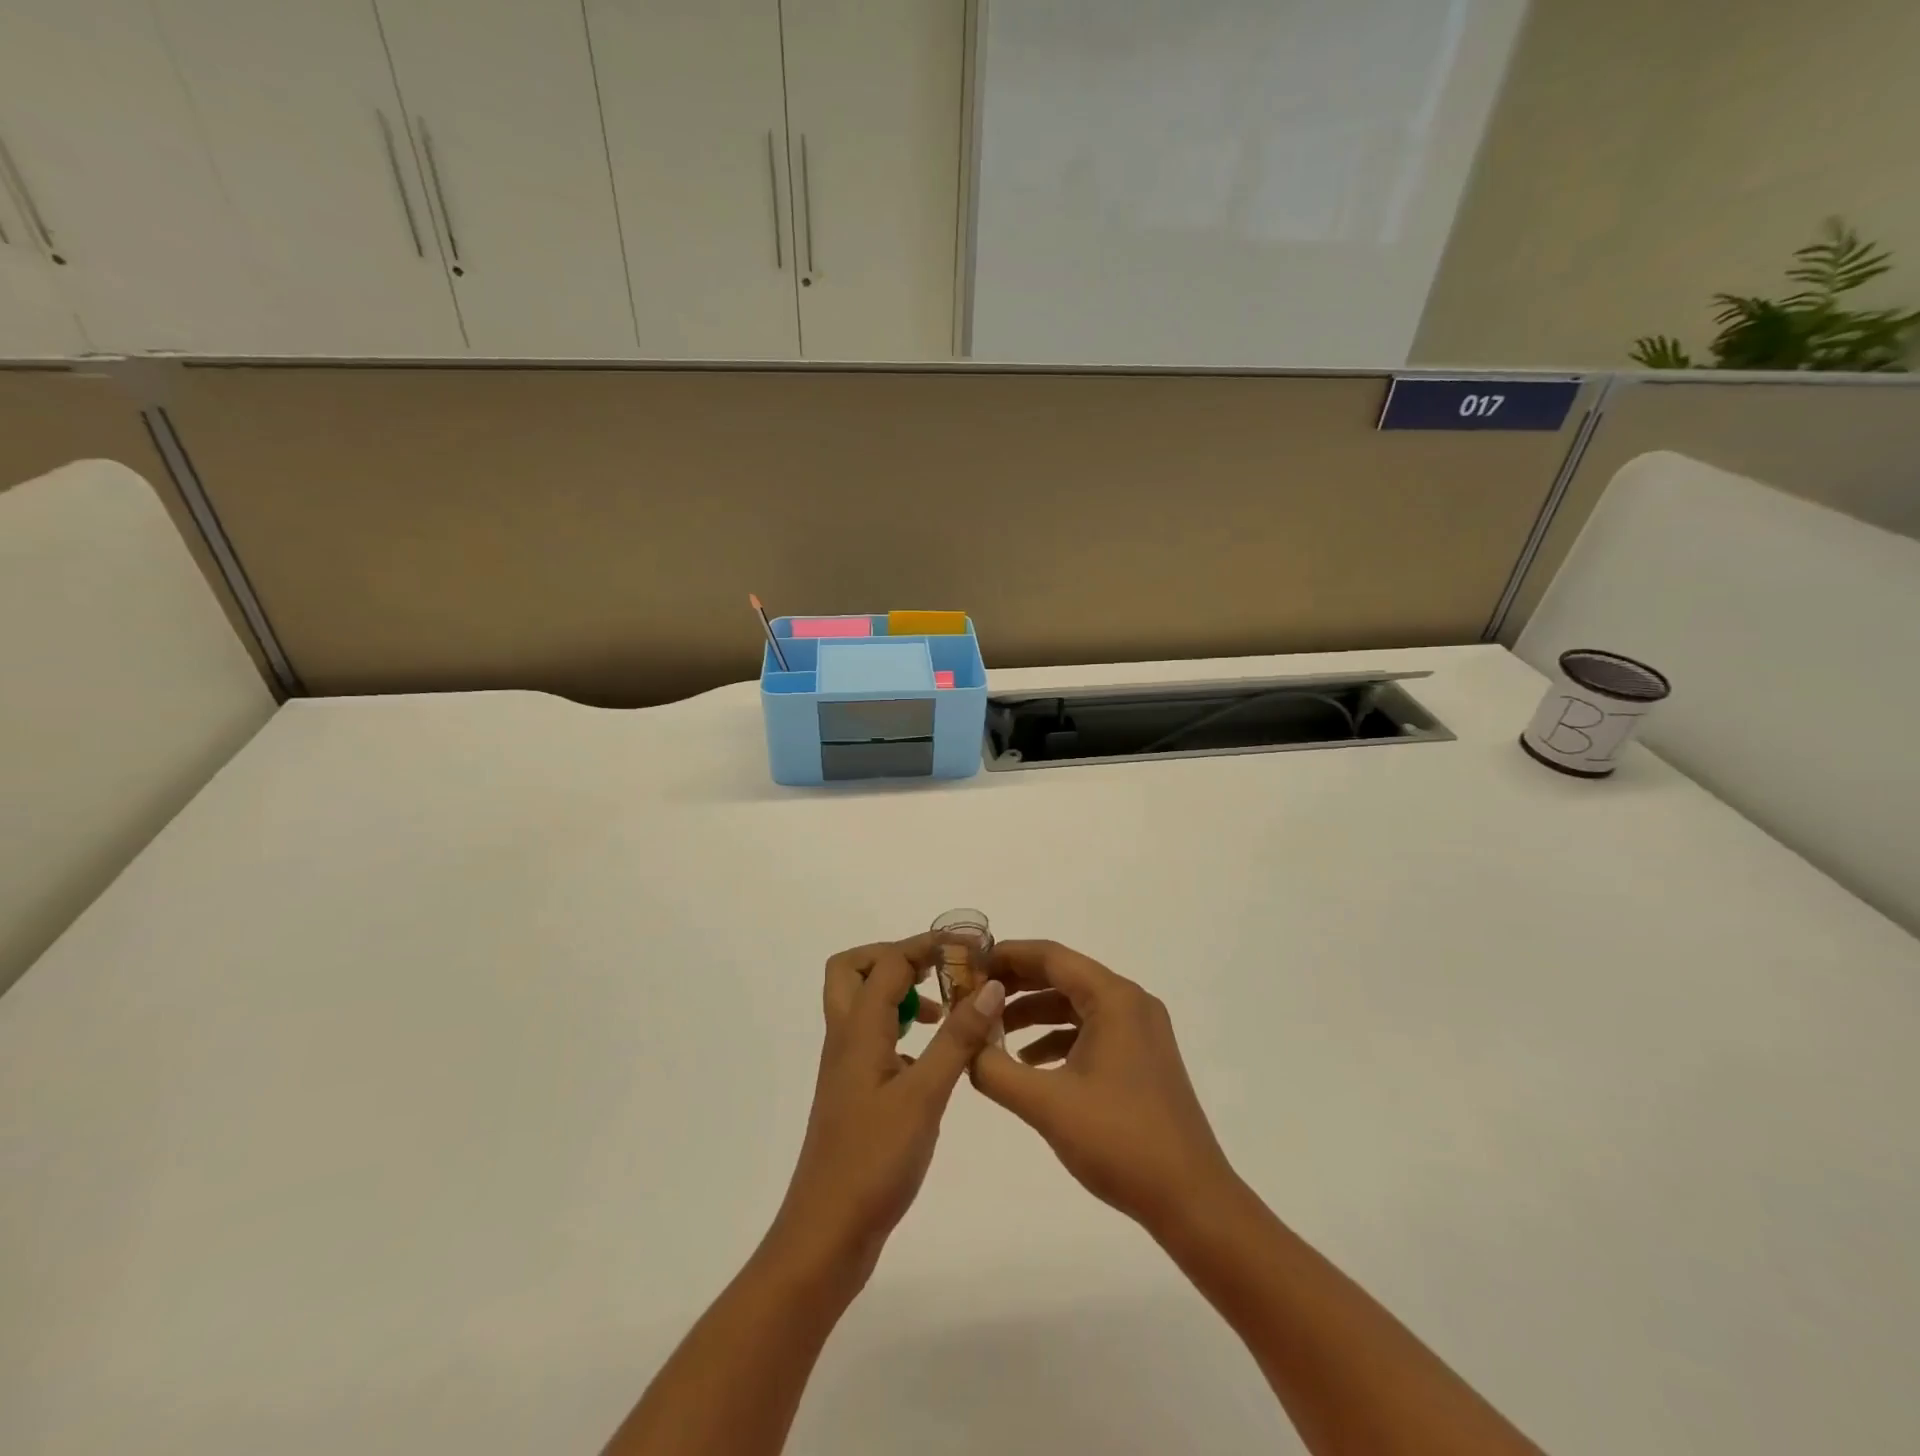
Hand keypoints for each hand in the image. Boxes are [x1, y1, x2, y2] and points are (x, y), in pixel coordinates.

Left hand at [769, 935, 1006, 1283]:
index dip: (927, 946)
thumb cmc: (874, 1161)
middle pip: (853, 969)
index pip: (888, 962)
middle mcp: (845, 1038)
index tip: (970, 946)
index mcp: (858, 1030)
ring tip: (945, 1010)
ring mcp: (846, 1066)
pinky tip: (933, 1057)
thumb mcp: (925, 1096)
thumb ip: (957, 1039)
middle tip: (938, 971)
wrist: (827, 1233)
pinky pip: (873, 1038)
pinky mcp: (855, 1092)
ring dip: (899, 991)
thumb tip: (989, 986)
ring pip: (862, 1004)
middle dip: (895, 957)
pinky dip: (900, 1028)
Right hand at [970, 940, 1238, 1237]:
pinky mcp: (1141, 1057)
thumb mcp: (1046, 1104)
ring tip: (991, 1031)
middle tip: (971, 995)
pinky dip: (1057, 1038)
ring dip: (1034, 1013)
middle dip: (1016, 984)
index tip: (968, 964)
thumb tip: (963, 1046)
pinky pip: (1090, 1030)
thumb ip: (995, 1069)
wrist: (1191, 1200)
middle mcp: (1130, 1002)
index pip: (1051, 956)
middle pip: (1063, 975)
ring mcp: (1140, 1030)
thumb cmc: (1120, 1141)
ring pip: (1076, 1004)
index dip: (1007, 956)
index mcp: (1113, 998)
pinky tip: (1029, 1064)